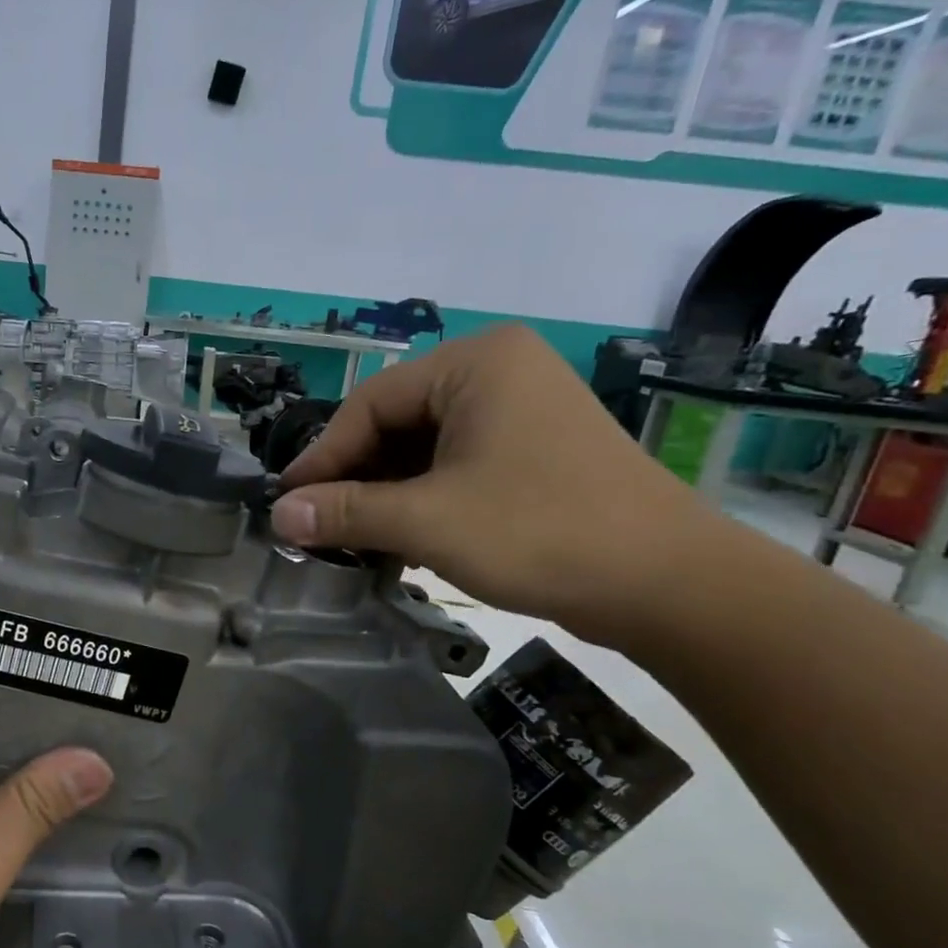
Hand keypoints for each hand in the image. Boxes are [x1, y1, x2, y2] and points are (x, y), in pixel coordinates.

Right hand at [272, 324, 718, 645]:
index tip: (288, 506)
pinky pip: (454, 469)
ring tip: (353, 543)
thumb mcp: (428, 521)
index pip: (370, 404)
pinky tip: (398, 543)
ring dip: (384, 498)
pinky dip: (421, 504)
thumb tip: (278, 515)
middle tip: (319, 529)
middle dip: (355, 480)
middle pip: (395, 425)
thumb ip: (346, 513)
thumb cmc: (540, 532)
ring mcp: (519, 414)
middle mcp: (497, 374)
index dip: (322, 458)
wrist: (668, 584)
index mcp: (475, 363)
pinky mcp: (532, 454)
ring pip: (422, 451)